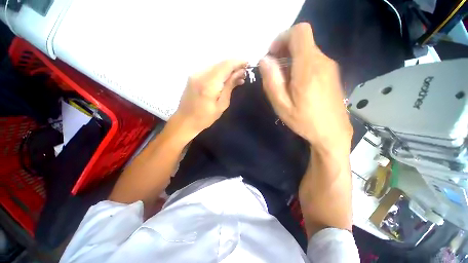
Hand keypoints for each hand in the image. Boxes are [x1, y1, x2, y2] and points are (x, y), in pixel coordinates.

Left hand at [170, 60, 246, 140]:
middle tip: (244, 72)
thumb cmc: (205, 117)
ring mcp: (195, 74)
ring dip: (227, 68)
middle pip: (220, 63)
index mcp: (209, 84)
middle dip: (234, 65)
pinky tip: (225, 78)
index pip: (226, 66)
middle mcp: (201, 74)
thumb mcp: (222, 105)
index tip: (248, 64)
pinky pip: (210, 69)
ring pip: (215, 65)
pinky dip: (219, 72)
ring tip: (237, 76)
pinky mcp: (193, 76)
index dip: (238, 62)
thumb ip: (230, 86)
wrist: (185, 120)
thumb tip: (240, 73)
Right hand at [259, 23, 351, 152]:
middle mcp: (322, 62)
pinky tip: (296, 85)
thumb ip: (272, 81)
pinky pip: (313, 61)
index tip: (272, 55)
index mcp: (308, 68)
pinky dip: (300, 66)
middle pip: (302, 41)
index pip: (299, 32)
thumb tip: (264, 61)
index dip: (283, 38)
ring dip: (291, 60)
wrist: (332, 133)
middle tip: (273, 71)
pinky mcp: (331, 74)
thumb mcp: (282, 105)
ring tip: (283, 82)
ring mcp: (329, 67)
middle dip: (284, 50)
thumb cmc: (304, 121)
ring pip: (307, 51)